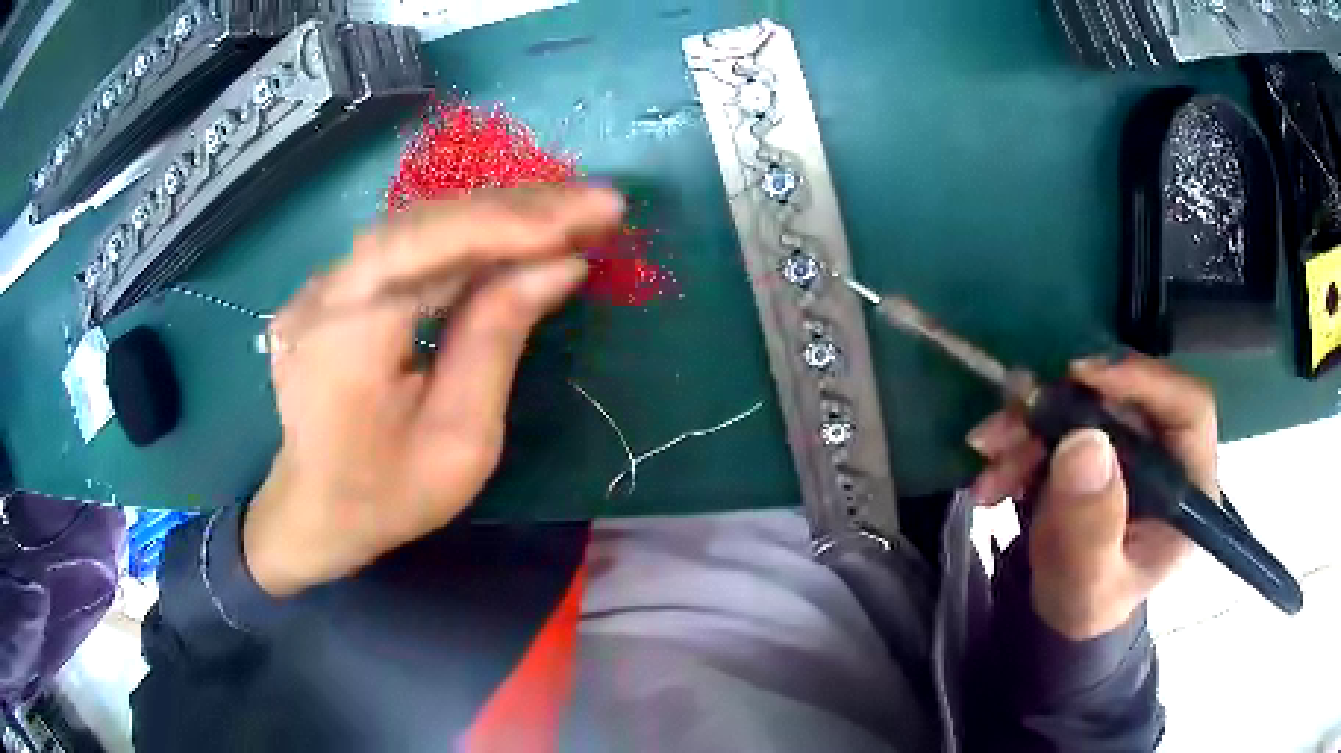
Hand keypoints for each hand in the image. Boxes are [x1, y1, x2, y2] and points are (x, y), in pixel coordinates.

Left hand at [243, 186, 624, 596]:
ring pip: (417, 225)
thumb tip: (561, 265)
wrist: (313, 512)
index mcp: (347, 337)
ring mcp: (321, 285)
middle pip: (426, 222)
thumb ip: (499, 339)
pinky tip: (511, 233)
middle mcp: (324, 293)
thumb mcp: (460, 440)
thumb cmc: (388, 495)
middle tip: (599, 203)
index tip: (593, 214)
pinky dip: (465, 235)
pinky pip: (404, 246)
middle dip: (519, 209)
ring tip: (570, 212)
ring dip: (498, 215)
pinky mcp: (331, 287)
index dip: (512, 223)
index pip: (429, 246)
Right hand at [967, 354, 1220, 639]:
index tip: (1081, 379)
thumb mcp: (1088, 586)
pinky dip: (1020, 437)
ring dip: (1028, 424)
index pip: (1187, 407)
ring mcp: (1129, 443)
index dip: (1142, 380)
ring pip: (1084, 402)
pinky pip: (1058, 418)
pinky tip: (994, 473)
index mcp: (1188, 485)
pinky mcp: (1097, 442)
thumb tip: (1084, 443)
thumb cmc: (1086, 606)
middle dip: (1059, 408)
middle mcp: (1165, 450)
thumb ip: (1091, 530)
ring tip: (987, 460)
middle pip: (1125, 396)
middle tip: (1006, 430)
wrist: (1061, 611)